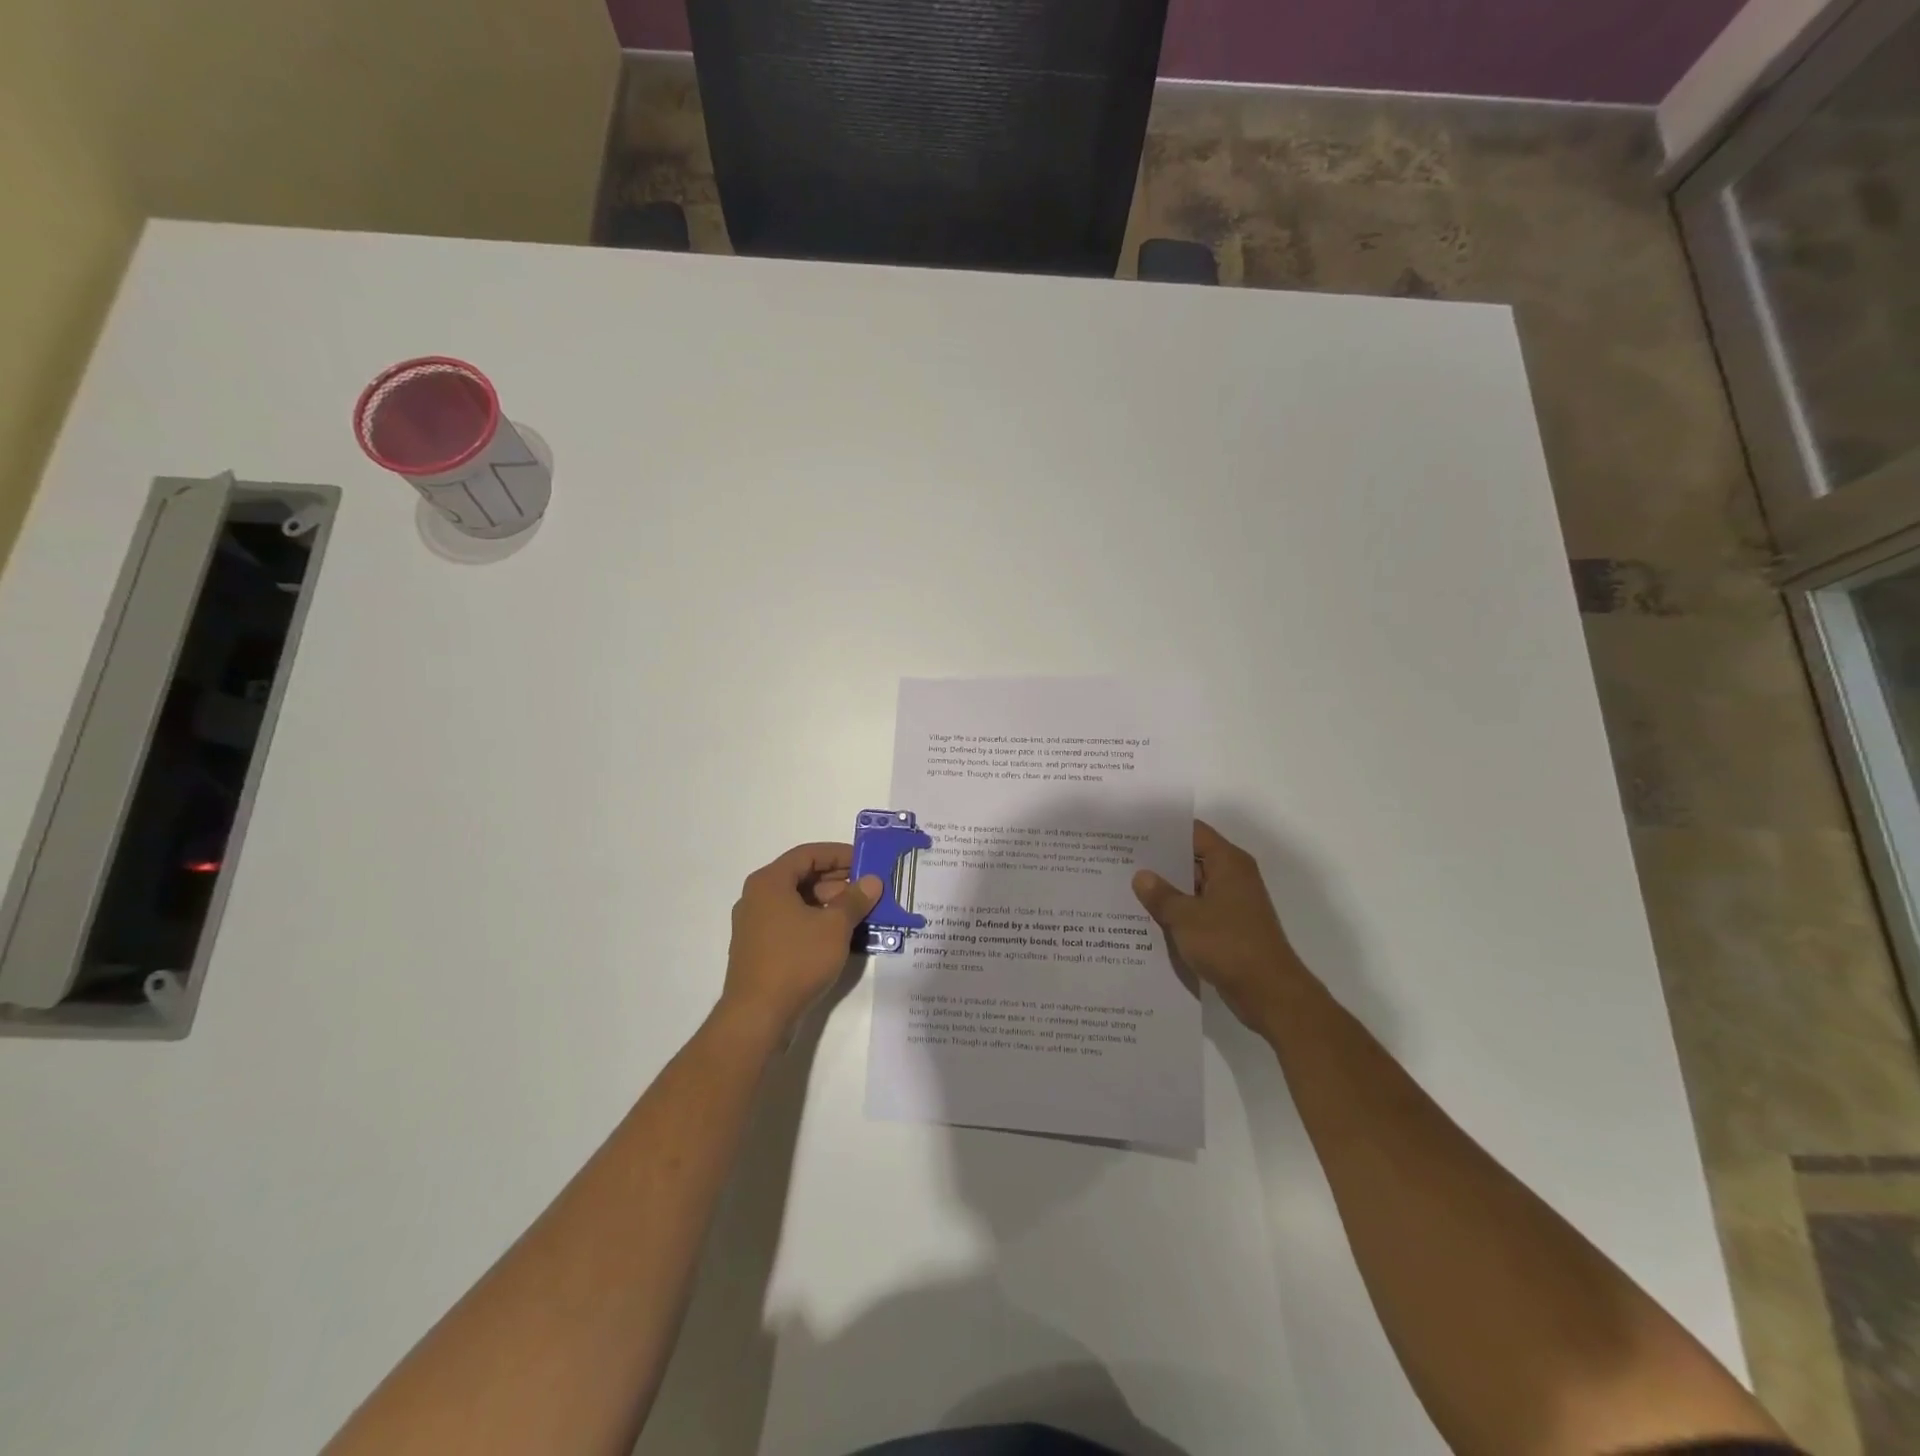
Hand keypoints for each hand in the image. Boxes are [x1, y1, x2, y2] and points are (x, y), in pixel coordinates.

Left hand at [720, 842, 881, 1042]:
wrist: (757, 1016)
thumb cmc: (796, 960)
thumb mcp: (834, 927)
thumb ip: (855, 900)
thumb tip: (872, 881)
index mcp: (769, 882)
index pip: (808, 854)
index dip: (839, 854)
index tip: (866, 862)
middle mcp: (757, 897)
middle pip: (802, 877)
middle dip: (837, 881)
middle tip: (868, 889)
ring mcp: (755, 925)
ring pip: (797, 902)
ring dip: (829, 903)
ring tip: (860, 913)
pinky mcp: (758, 949)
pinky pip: (791, 923)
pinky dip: (815, 922)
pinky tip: (840, 936)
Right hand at [1132, 820, 1311, 1033]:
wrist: (1269, 993)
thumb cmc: (1228, 945)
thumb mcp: (1185, 917)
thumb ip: (1160, 894)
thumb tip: (1141, 876)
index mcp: (1228, 863)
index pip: (1193, 833)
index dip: (1164, 831)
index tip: (1133, 833)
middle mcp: (1233, 877)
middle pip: (1192, 858)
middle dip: (1160, 862)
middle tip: (1122, 861)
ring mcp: (1233, 904)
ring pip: (1193, 887)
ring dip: (1167, 890)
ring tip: (1127, 888)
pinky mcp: (1230, 928)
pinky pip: (1198, 910)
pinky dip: (1179, 912)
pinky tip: (1149, 918)